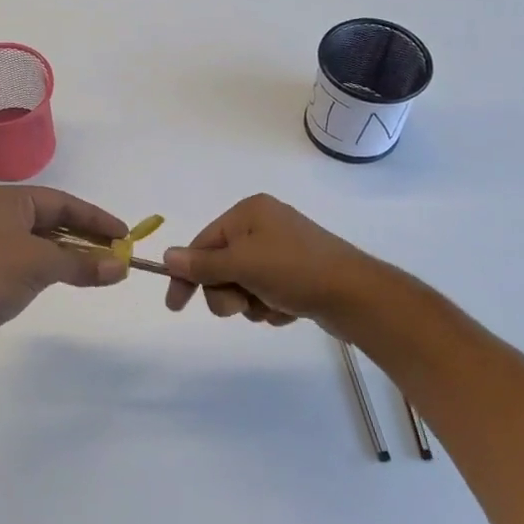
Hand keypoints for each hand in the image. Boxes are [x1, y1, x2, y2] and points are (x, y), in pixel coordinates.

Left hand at [0, 186, 127, 343]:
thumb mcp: (43, 263)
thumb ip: (84, 263)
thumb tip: (122, 268)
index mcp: (7, 199)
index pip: (61, 202)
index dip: (95, 217)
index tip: (123, 233)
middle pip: (54, 219)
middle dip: (86, 235)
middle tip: (118, 250)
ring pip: (44, 239)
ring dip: (74, 252)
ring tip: (104, 264)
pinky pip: (34, 256)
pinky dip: (56, 263)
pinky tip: (77, 273)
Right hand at [162, 193, 400, 336]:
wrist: (357, 296)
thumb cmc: (295, 271)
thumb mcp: (242, 266)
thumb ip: (202, 264)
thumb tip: (166, 256)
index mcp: (249, 213)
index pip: (202, 243)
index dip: (187, 275)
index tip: (175, 306)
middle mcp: (264, 226)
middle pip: (221, 266)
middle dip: (228, 292)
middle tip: (244, 304)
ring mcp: (282, 250)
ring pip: (242, 284)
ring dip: (250, 302)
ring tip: (272, 307)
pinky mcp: (297, 274)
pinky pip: (265, 292)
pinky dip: (270, 306)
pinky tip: (288, 310)